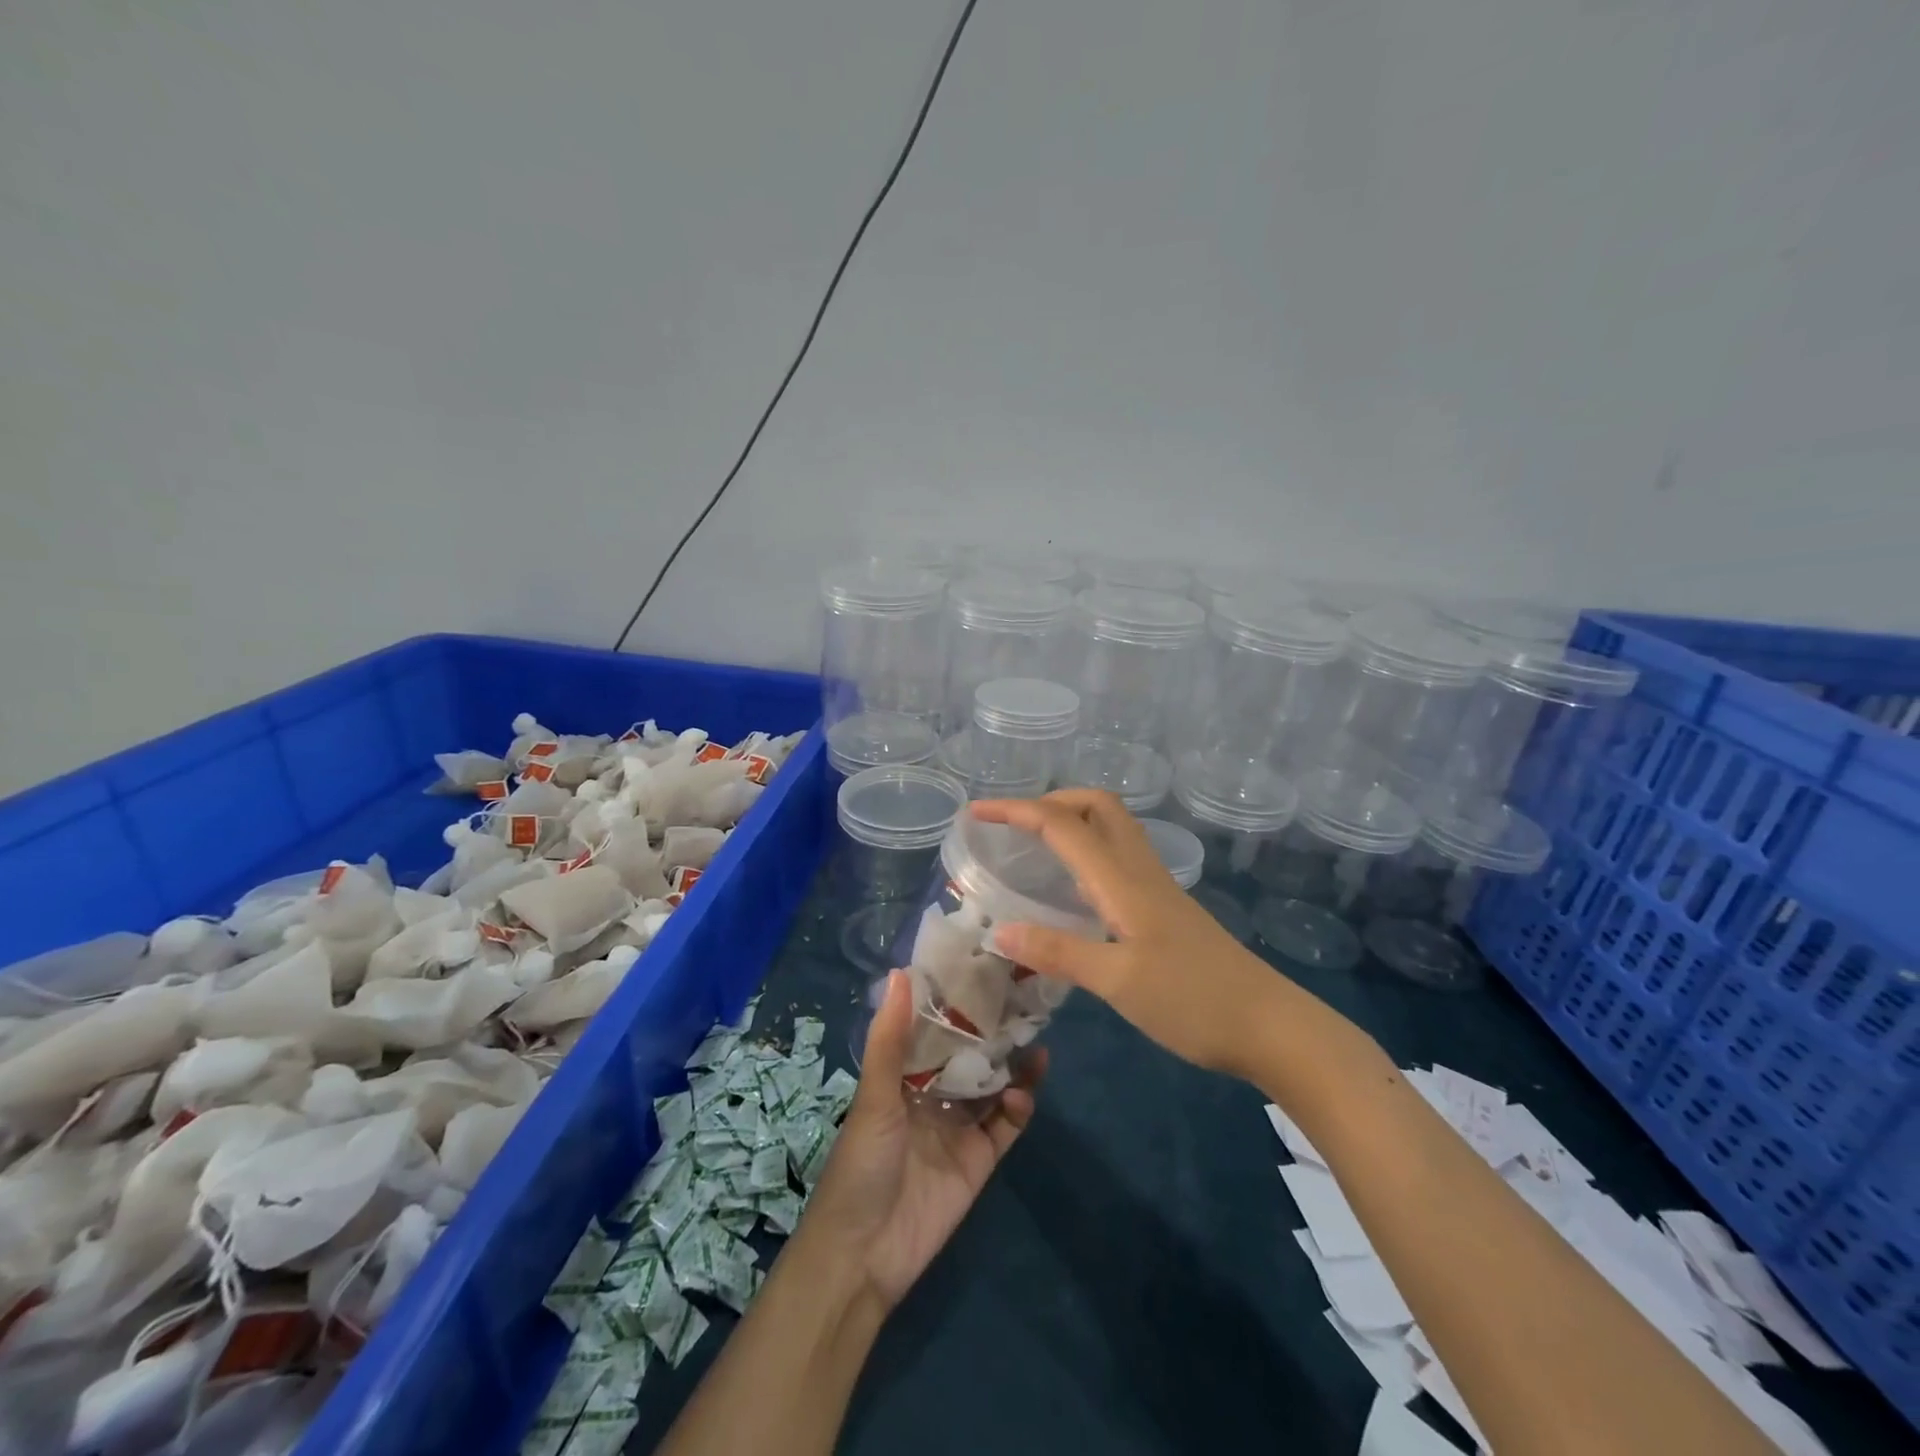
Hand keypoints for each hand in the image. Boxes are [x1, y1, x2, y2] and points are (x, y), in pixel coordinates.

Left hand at [800, 970, 1043, 1309]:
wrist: (865, 1255)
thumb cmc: (861, 1164)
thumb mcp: (874, 1095)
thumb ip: (890, 1037)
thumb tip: (900, 972)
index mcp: (902, 1075)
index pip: (934, 1029)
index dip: (956, 1002)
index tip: (982, 967)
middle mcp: (932, 1094)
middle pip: (969, 1055)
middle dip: (992, 1030)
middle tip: (1023, 997)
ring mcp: (959, 1127)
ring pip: (993, 1085)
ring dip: (1013, 1064)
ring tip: (1035, 1037)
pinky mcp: (980, 1158)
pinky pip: (1006, 1125)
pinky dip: (1019, 1105)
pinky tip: (1024, 1091)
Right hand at [971, 790, 1283, 1076]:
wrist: (1269, 1025)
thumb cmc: (1194, 1001)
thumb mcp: (1119, 982)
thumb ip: (1058, 953)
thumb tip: (999, 930)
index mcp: (1122, 880)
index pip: (1062, 824)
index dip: (1017, 810)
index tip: (976, 812)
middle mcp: (1139, 871)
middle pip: (1096, 805)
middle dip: (1051, 801)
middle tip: (1013, 826)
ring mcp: (1155, 888)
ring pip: (1110, 829)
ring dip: (1070, 822)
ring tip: (1032, 846)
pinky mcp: (1163, 909)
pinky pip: (1117, 859)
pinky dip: (1086, 853)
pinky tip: (1071, 889)